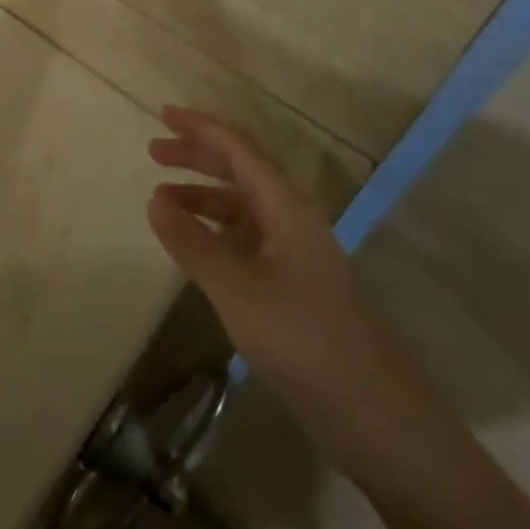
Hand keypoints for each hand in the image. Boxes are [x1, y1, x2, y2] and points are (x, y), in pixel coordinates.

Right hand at [147, 107, 465, 487]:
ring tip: (163, 200)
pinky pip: (249, 240)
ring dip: (204, 197)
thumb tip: (154, 198)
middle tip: (155, 152)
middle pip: (242, 170)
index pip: (239, 149)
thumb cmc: (304, 340)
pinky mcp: (296, 285)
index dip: (201, 127)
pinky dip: (217, 233)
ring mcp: (297, 253)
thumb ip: (193, 243)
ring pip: (244, 207)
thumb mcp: (237, 290)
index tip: (163, 114)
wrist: (376, 415)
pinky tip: (197, 247)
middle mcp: (293, 219)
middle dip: (199, 155)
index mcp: (286, 206)